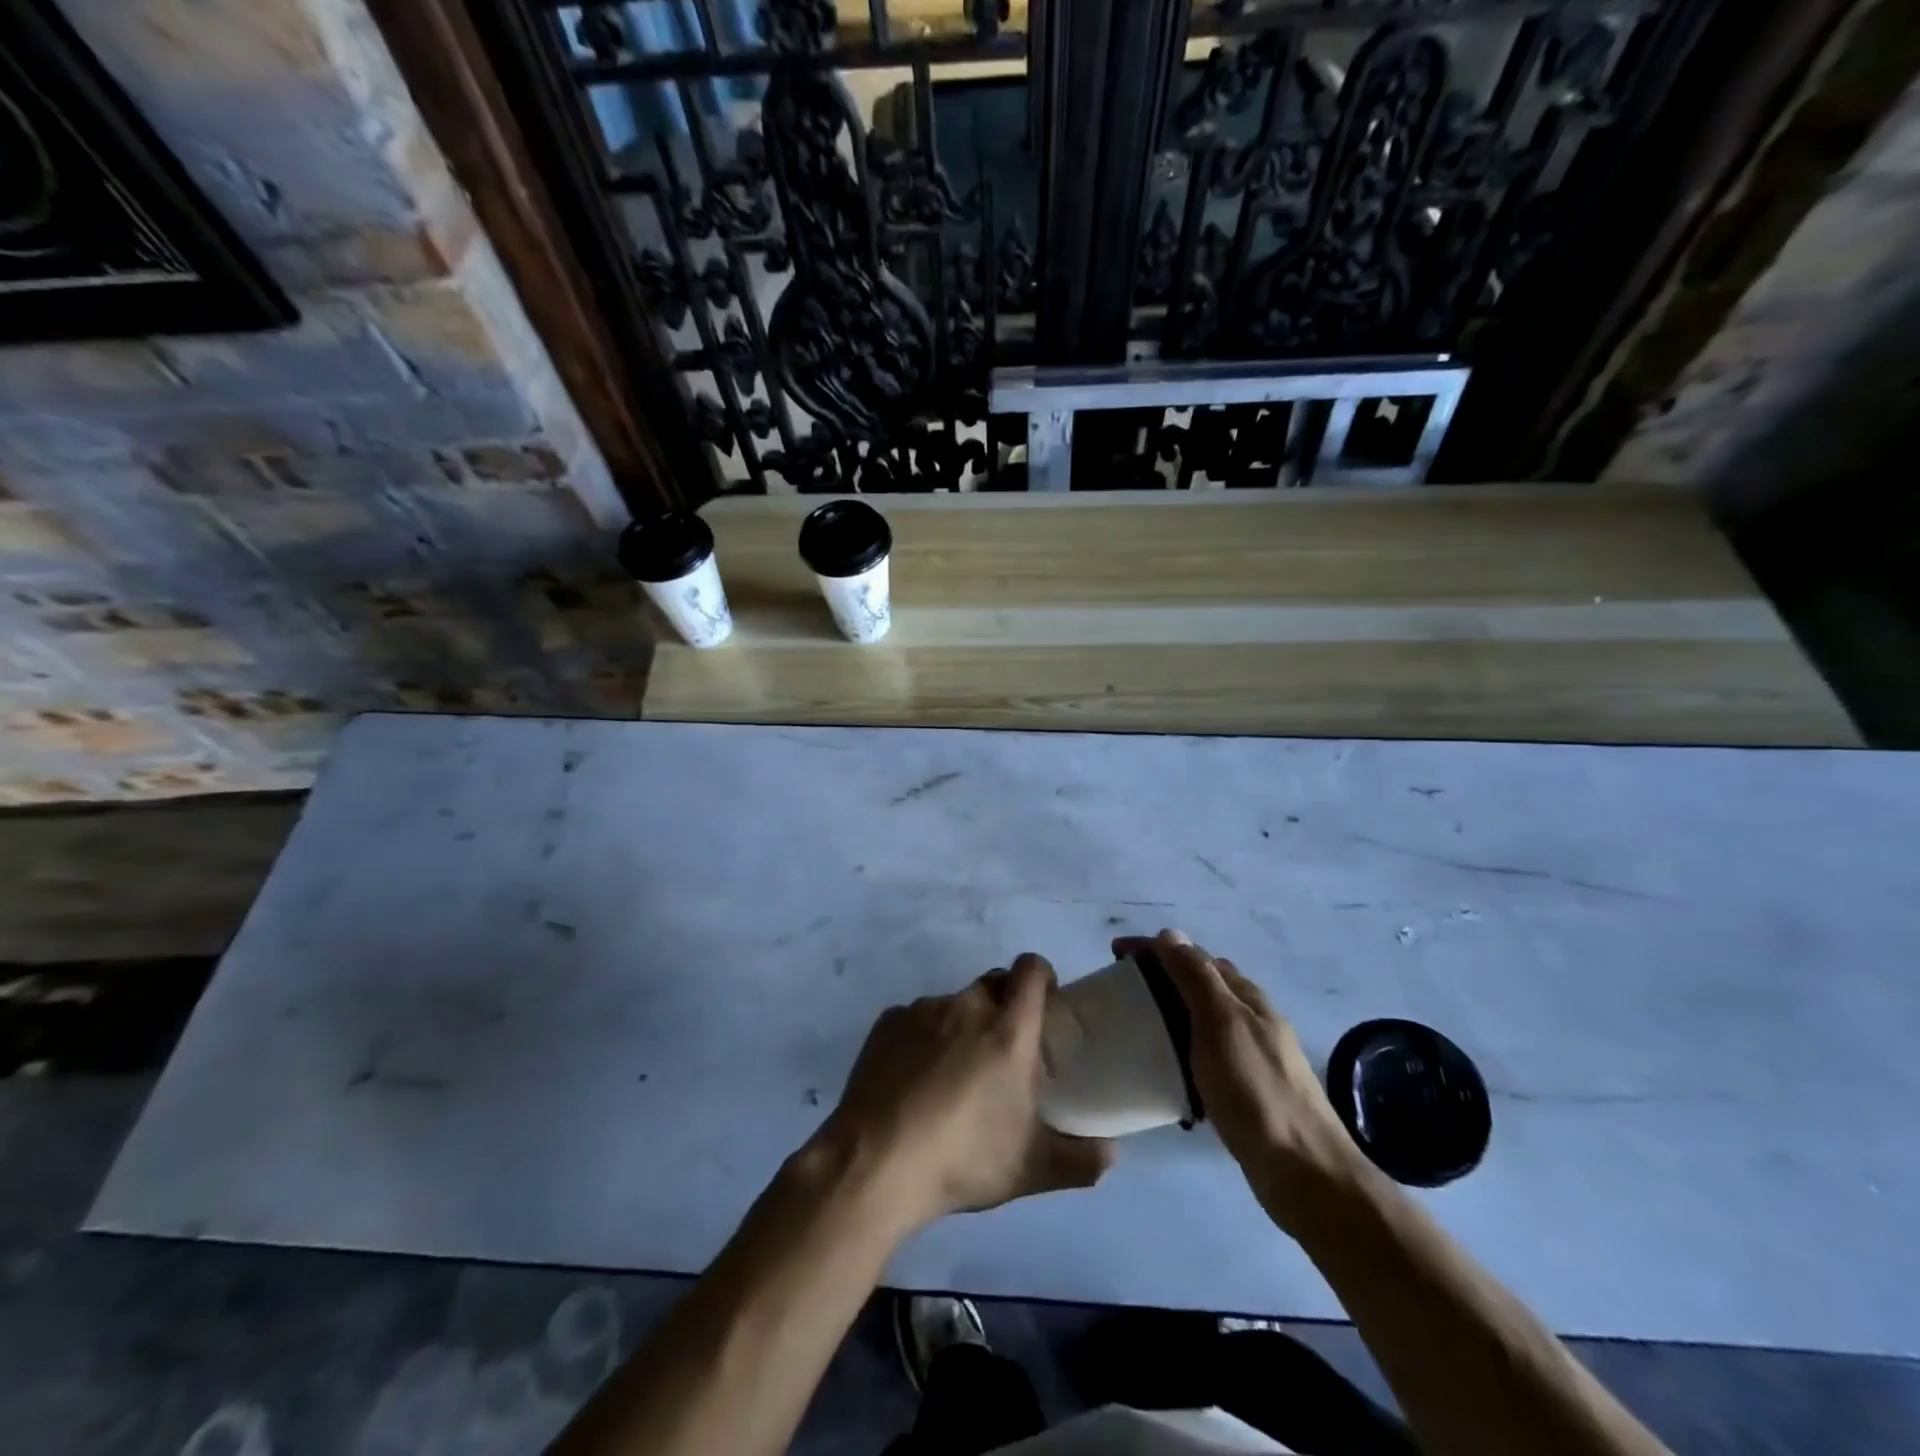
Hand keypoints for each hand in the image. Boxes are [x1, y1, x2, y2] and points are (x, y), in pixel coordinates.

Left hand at [815, 954, 1114, 1235]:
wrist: (876, 1162)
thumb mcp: (1032, 1169)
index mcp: (1009, 1029)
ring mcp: (923, 1009)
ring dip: (961, 1027)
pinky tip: (913, 1081)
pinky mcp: (888, 1022)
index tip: (1043, 1005)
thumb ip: (1081, 1160)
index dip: (1041, 977)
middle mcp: (968, 1005)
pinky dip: (923, 1039)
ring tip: (951, 1077)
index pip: (1032, 969)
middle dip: (1003, 1007)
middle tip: (1001, 1053)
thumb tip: (1112, 1154)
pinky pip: (916, 1019)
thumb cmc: (964, 1158)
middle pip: (993, 984)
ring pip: (954, 1004)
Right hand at [1114, 930, 1365, 1227]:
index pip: (1193, 955)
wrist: (1305, 1172)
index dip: (1154, 948)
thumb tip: (1169, 933)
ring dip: (1169, 1011)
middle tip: (1120, 990)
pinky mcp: (1247, 1087)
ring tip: (1136, 1025)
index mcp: (1245, 996)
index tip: (1114, 955)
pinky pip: (1205, 1052)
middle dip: (1159, 976)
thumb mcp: (1220, 1024)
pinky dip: (1181, 1046)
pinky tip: (1167, 1068)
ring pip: (1202, 1018)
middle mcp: (1251, 1017)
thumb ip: (1196, 977)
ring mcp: (1252, 1053)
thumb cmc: (1256, 1091)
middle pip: (1199, 982)